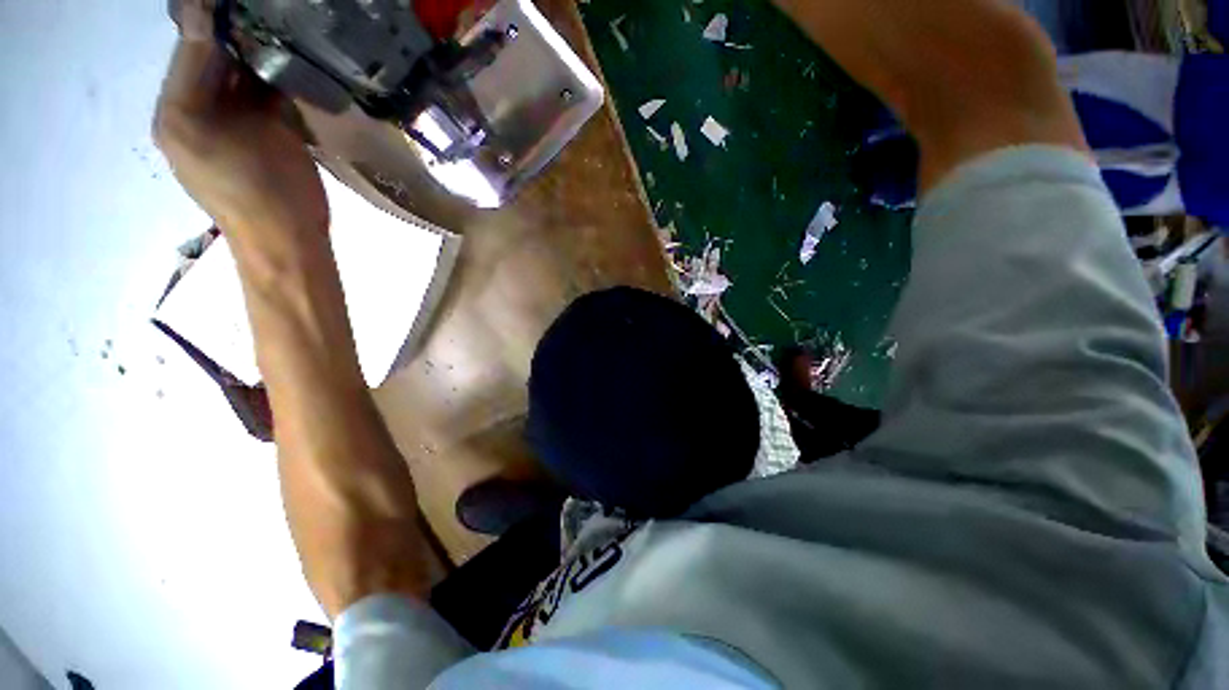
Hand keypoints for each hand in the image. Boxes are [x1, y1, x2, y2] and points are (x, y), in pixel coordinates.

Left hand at [154, 0, 327, 243]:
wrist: (290, 243)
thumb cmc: (259, 193)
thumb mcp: (222, 129)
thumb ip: (213, 73)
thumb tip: (206, 12)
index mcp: (179, 107)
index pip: (193, 43)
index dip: (215, 15)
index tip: (245, 2)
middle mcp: (199, 107)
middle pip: (216, 54)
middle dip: (241, 31)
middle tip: (278, 13)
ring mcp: (233, 122)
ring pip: (242, 72)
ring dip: (262, 52)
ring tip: (290, 29)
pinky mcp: (262, 134)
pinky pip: (262, 94)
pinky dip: (277, 77)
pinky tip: (296, 62)